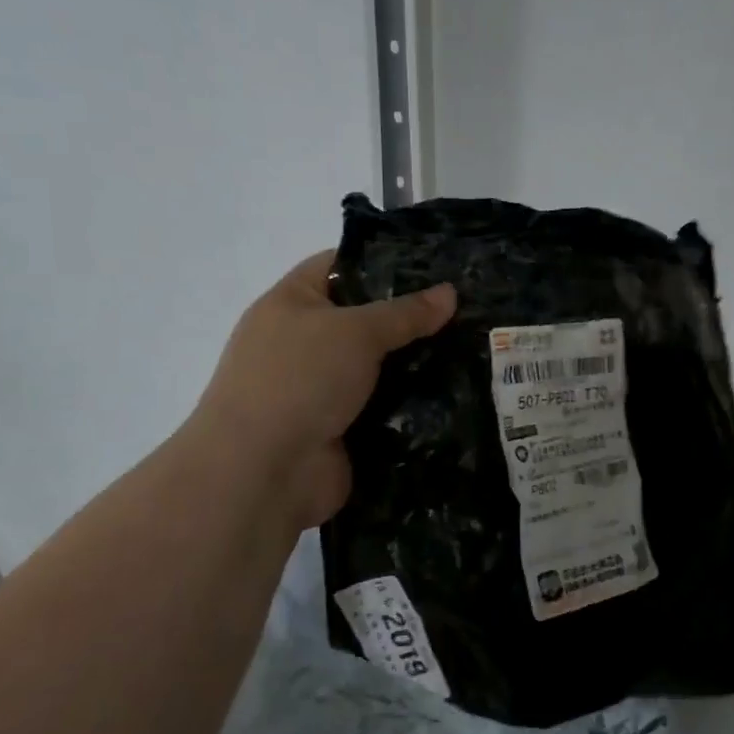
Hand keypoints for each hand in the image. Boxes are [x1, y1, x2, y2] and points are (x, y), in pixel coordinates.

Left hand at [191, 251, 455, 531]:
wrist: (262, 473)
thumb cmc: (299, 380)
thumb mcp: (355, 331)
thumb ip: (405, 312)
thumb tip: (450, 292)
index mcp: (291, 304)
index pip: (338, 266)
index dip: (381, 260)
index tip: (433, 265)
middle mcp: (302, 343)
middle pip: (364, 319)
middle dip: (410, 317)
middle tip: (465, 310)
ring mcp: (320, 389)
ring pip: (378, 366)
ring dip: (416, 364)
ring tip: (472, 349)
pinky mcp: (340, 429)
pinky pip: (383, 407)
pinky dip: (411, 404)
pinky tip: (455, 393)